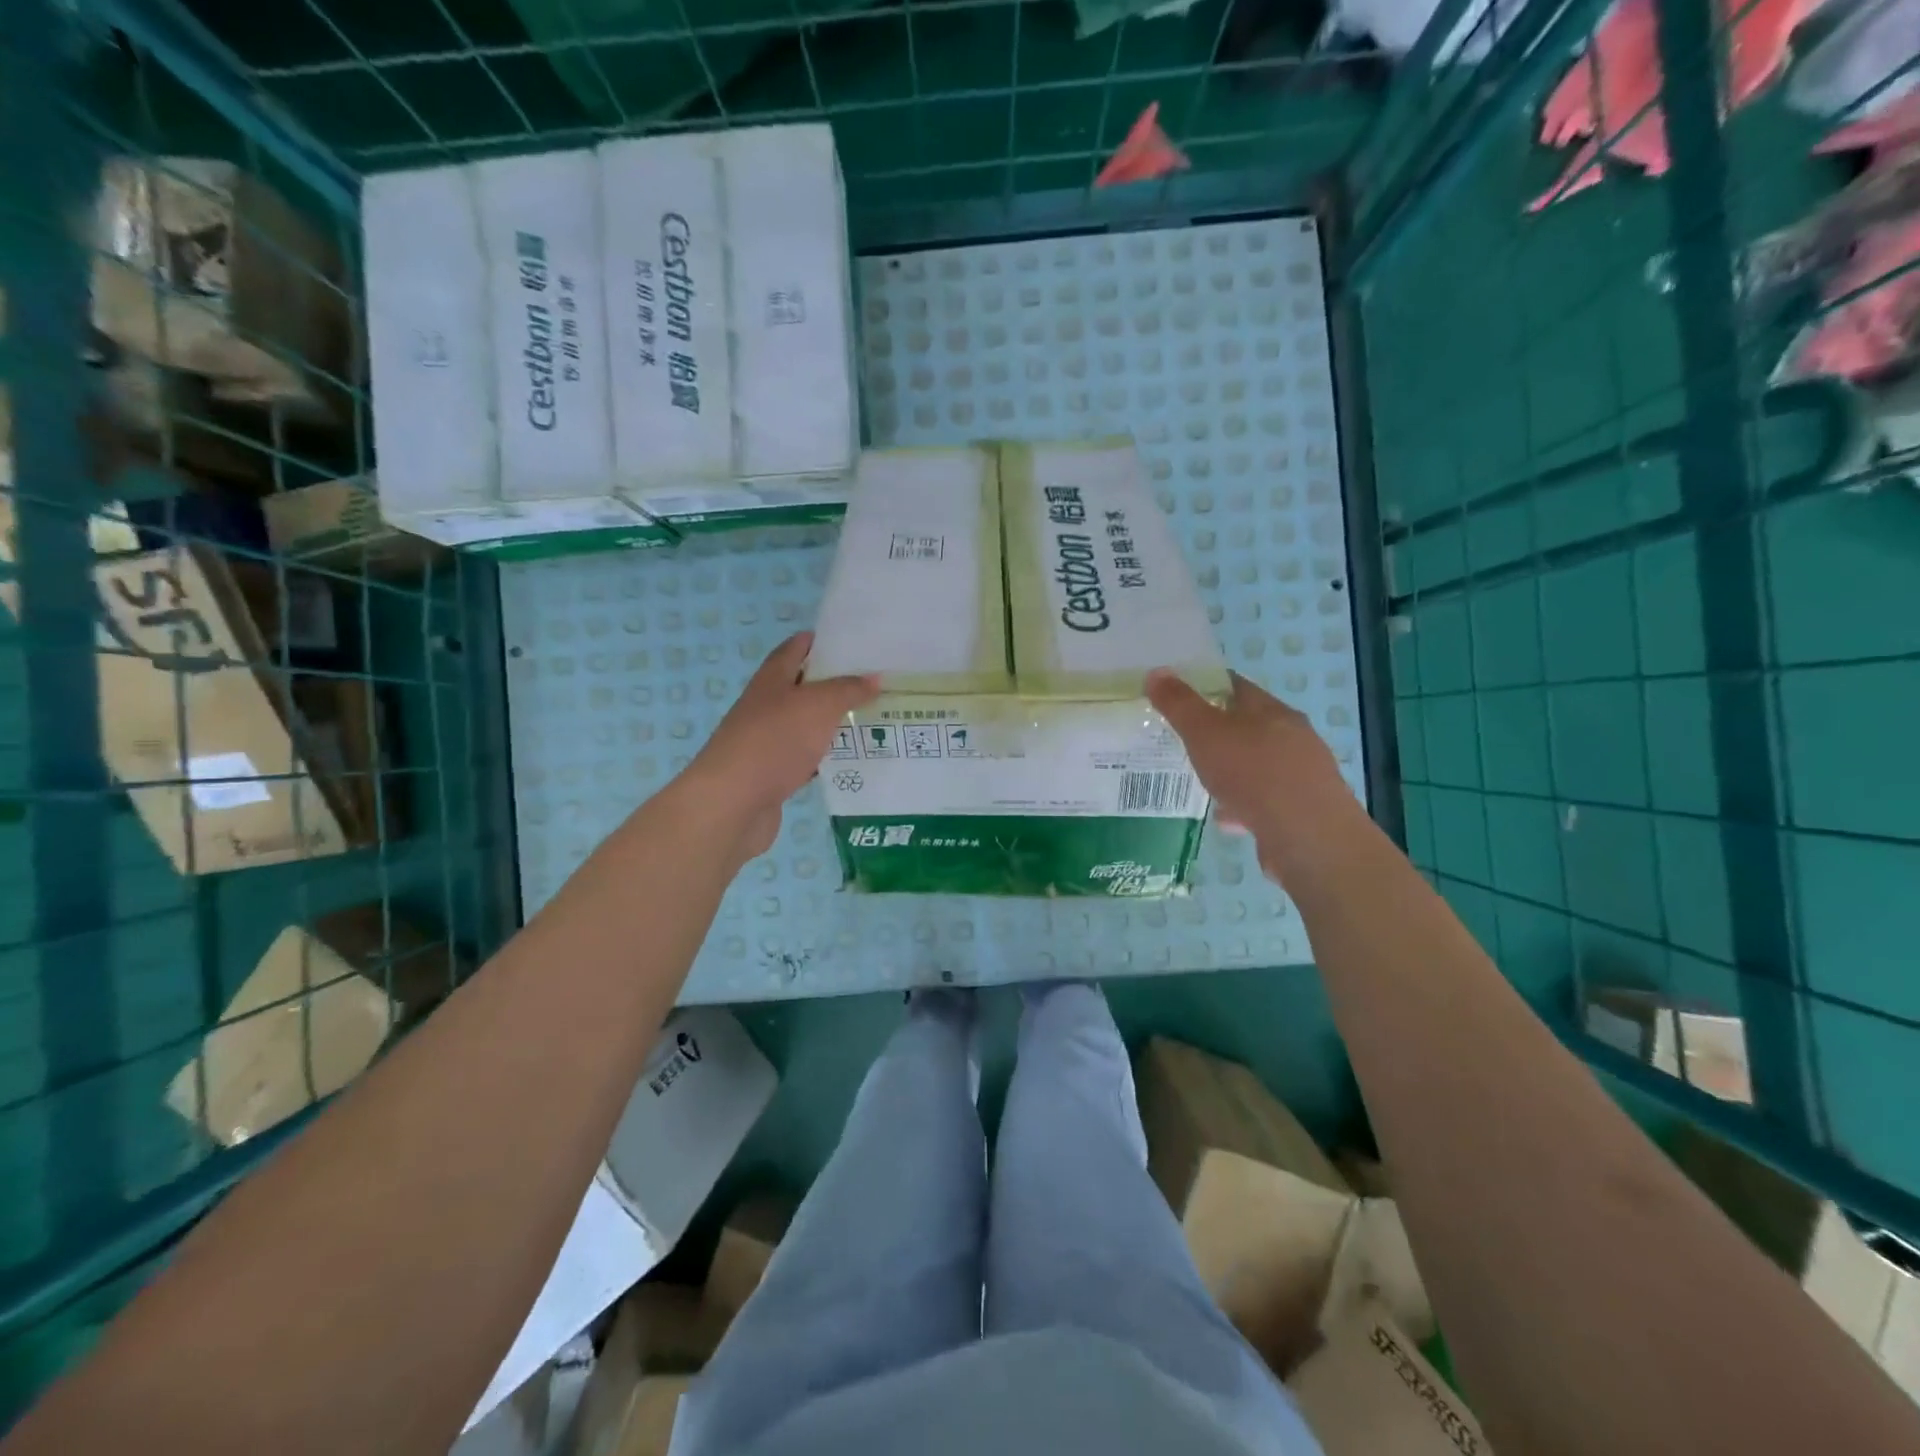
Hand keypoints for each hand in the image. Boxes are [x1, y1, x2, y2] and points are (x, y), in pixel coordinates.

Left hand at [684, 632, 878, 858]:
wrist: (733, 803)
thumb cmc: (774, 741)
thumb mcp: (818, 706)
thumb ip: (848, 690)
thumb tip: (875, 678)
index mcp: (772, 680)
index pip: (796, 649)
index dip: (821, 642)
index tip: (854, 642)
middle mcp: (767, 706)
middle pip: (803, 688)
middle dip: (836, 684)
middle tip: (876, 683)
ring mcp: (768, 741)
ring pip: (807, 725)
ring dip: (834, 722)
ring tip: (874, 719)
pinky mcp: (773, 774)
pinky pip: (807, 759)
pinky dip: (827, 757)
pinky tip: (853, 761)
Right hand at [1145, 668, 1357, 886]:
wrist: (1307, 836)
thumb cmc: (1253, 773)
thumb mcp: (1204, 733)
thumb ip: (1179, 704)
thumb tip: (1157, 672)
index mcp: (1270, 710)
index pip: (1236, 686)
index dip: (1207, 686)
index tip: (1179, 696)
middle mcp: (1293, 736)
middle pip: (1250, 725)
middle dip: (1219, 733)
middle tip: (1187, 741)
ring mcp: (1302, 773)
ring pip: (1258, 765)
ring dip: (1233, 771)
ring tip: (1204, 783)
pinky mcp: (1303, 808)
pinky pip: (1265, 799)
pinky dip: (1244, 804)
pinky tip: (1226, 818)